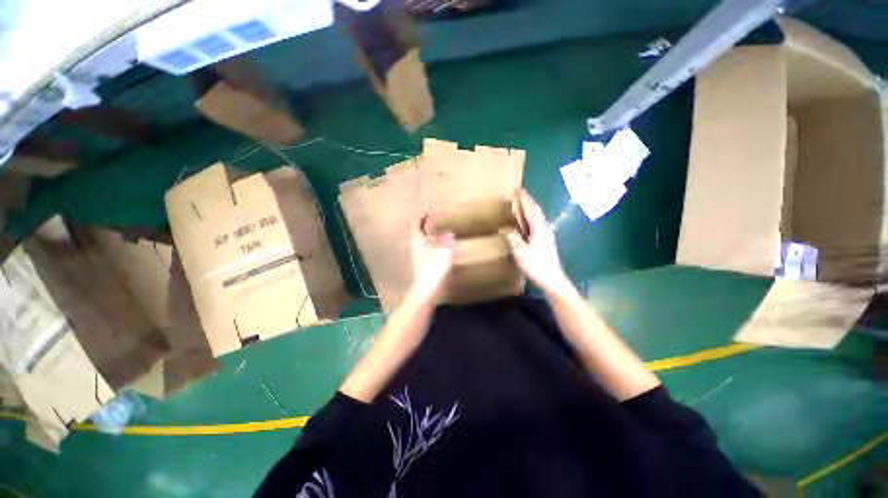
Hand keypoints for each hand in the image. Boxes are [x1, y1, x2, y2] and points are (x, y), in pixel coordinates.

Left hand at [408, 213, 455, 302]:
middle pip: (419, 228)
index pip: (416, 221)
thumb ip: (447, 239)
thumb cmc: (434, 269)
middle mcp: (415, 245)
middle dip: (427, 220)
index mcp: (416, 240)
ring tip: (443, 226)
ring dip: (431, 230)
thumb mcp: (444, 251)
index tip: (432, 207)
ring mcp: (418, 254)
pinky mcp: (423, 261)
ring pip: (424, 237)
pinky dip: (435, 240)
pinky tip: (444, 243)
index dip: (423, 212)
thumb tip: (449, 231)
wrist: (428, 290)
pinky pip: (429, 245)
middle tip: (439, 214)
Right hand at [505, 191, 572, 295]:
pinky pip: (537, 224)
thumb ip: (513, 238)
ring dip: (530, 210)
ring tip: (523, 205)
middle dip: (529, 202)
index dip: (525, 200)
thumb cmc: (536, 265)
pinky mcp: (545, 242)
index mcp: (538, 229)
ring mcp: (546, 235)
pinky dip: (531, 219)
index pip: (531, 210)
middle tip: (521, 194)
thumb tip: (505, 229)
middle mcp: (544, 229)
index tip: (519, 190)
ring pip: (537, 218)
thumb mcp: (521, 252)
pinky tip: (527, 223)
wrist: (552, 279)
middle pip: (536, 212)